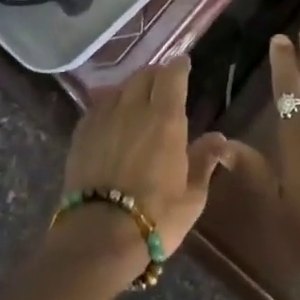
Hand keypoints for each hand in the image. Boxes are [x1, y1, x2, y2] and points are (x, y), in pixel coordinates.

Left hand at [59, 57, 230, 287]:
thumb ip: (203, 161)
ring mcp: (103, 117)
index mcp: (165, 118)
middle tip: (163, 83)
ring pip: (119, 87)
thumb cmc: (156, 217)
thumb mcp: (192, 196)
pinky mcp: (81, 132)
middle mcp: (133, 108)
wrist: (99, 236)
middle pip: (143, 75)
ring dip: (131, 87)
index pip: (171, 76)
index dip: (179, 66)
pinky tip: (112, 116)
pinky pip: (98, 106)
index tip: (184, 63)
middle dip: (156, 74)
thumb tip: (218, 138)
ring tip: (137, 98)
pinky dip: (110, 103)